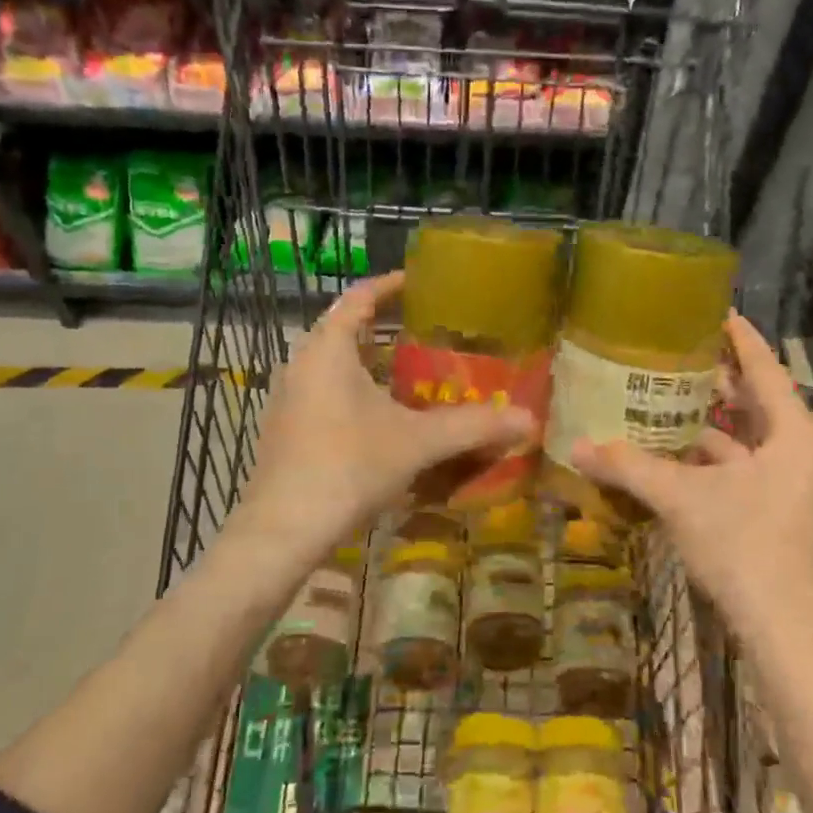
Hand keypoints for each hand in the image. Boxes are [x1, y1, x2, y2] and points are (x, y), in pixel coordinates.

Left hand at [231, 271, 532, 577]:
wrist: (282, 531)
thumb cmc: (348, 467)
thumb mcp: (416, 443)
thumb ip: (473, 427)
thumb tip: (530, 419)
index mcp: (328, 350)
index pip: (359, 297)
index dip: (389, 284)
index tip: (418, 280)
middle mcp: (302, 365)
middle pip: (342, 328)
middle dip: (381, 324)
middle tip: (423, 328)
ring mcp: (288, 399)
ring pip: (330, 364)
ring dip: (366, 361)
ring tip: (407, 370)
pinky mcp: (285, 430)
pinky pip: (322, 392)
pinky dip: (352, 390)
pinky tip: (379, 418)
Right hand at [573, 313, 812, 638]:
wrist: (783, 629)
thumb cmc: (743, 545)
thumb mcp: (681, 498)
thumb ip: (629, 467)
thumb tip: (576, 445)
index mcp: (793, 433)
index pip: (764, 368)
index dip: (739, 337)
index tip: (715, 311)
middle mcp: (799, 450)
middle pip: (757, 400)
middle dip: (718, 379)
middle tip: (677, 353)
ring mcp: (793, 483)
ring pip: (748, 438)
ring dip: (710, 422)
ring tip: (667, 397)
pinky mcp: (780, 510)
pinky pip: (744, 466)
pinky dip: (712, 457)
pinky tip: (674, 453)